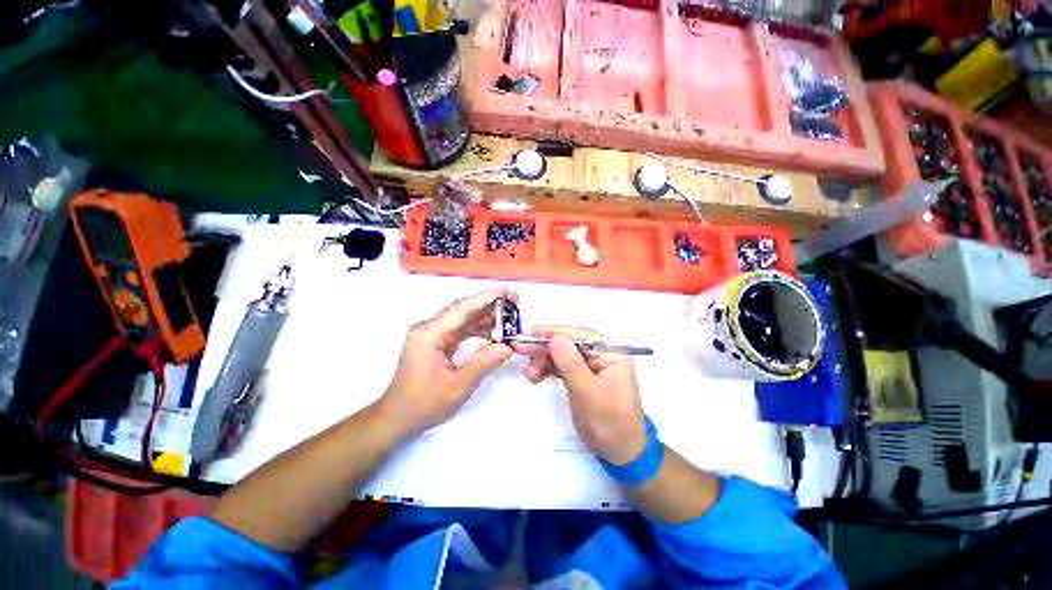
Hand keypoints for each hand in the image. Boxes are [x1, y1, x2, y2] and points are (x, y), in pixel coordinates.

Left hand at [379, 288, 513, 436]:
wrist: (397, 419)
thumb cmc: (424, 404)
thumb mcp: (458, 387)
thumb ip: (484, 363)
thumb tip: (508, 346)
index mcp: (429, 335)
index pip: (461, 310)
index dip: (485, 298)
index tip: (505, 290)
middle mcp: (428, 330)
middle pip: (463, 311)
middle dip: (489, 305)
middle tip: (513, 300)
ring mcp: (431, 336)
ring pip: (463, 320)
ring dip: (485, 317)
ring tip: (508, 315)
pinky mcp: (435, 344)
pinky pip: (460, 331)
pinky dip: (477, 330)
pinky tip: (494, 331)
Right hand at [514, 326, 646, 464]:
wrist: (620, 454)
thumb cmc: (609, 424)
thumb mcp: (588, 393)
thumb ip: (571, 364)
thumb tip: (555, 338)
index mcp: (612, 354)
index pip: (581, 335)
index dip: (555, 332)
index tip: (532, 333)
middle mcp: (602, 355)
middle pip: (570, 343)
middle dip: (546, 347)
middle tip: (520, 349)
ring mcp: (593, 366)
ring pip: (563, 354)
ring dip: (544, 360)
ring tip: (529, 374)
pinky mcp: (584, 376)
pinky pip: (563, 366)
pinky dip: (549, 369)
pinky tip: (536, 375)